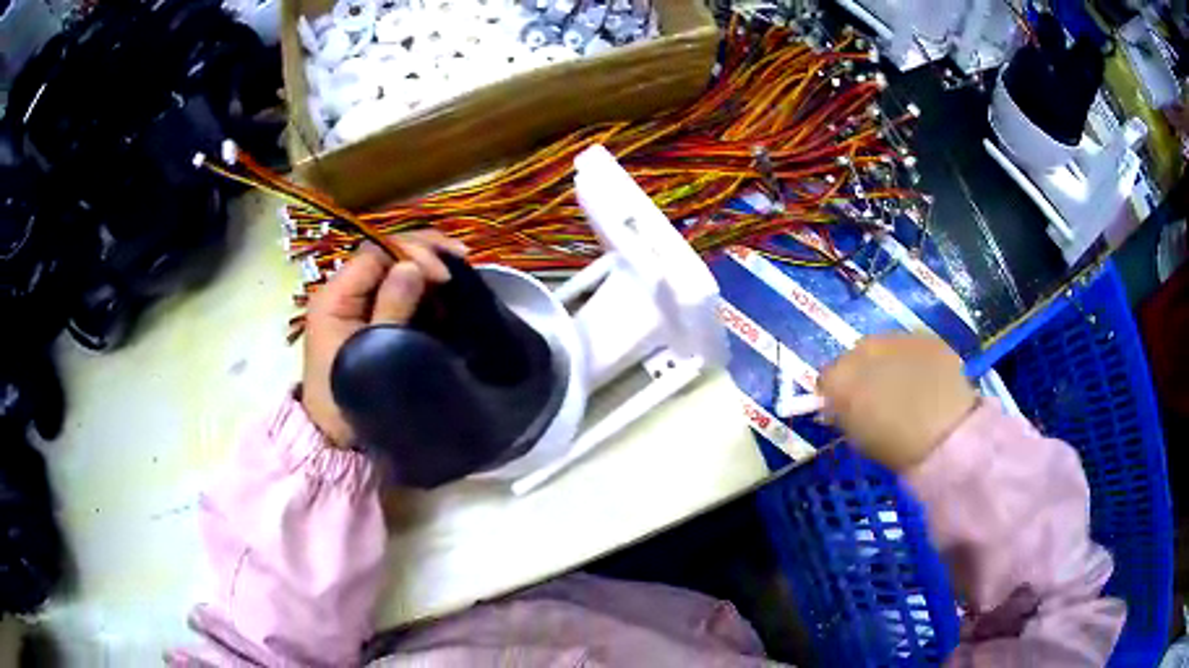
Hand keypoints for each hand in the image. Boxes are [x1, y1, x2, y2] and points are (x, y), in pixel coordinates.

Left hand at [302, 231, 465, 447]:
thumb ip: (391, 308)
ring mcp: (357, 305)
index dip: (411, 253)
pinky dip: (424, 291)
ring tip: (456, 282)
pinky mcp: (372, 319)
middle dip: (423, 254)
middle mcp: (344, 292)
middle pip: (386, 254)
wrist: (336, 440)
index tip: (443, 276)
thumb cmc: (348, 400)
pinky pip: (399, 291)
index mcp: (334, 297)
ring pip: (395, 270)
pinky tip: (445, 298)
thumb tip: (413, 267)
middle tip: (461, 261)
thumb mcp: (370, 353)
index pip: (375, 252)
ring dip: (427, 271)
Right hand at [818, 334, 977, 471]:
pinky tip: (927, 380)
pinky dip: (916, 359)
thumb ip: (844, 415)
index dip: (836, 393)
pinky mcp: (927, 337)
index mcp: (840, 378)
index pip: (827, 378)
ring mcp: (898, 338)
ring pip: (886, 346)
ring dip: (890, 361)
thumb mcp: (857, 438)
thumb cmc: (895, 447)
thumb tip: (841, 405)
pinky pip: (914, 346)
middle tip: (877, 396)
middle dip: (863, 371)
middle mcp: (864, 348)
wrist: (945, 434)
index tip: (846, 409)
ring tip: (906, 387)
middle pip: (856, 355)